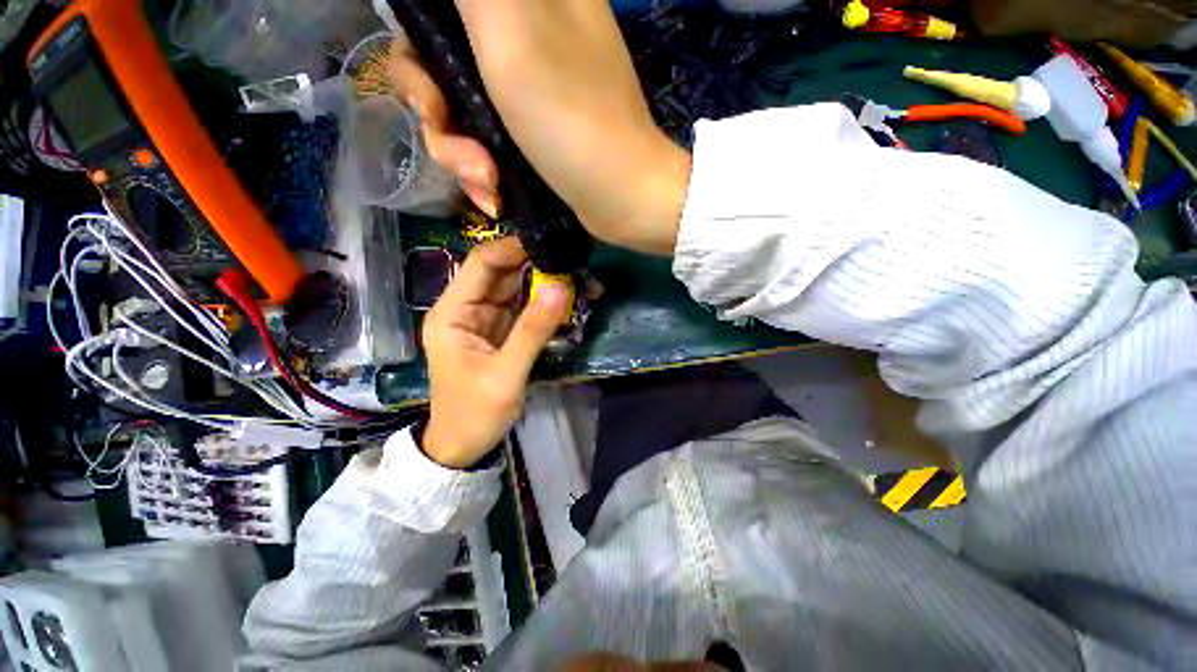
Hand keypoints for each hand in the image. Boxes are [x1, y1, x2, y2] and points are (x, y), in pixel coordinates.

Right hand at [389, 0, 691, 255]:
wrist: (622, 197)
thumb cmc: (571, 118)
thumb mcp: (512, 27)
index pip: (440, 8)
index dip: (419, 44)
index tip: (431, 89)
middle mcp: (523, 36)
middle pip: (440, 61)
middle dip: (437, 115)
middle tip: (462, 151)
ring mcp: (529, 89)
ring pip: (459, 109)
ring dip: (461, 157)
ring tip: (488, 187)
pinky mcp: (533, 133)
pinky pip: (486, 142)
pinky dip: (483, 173)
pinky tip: (495, 197)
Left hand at [421, 237, 568, 468]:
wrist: (464, 445)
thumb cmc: (474, 413)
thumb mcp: (505, 374)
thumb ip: (532, 331)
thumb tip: (560, 289)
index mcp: (452, 313)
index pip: (481, 264)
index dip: (513, 249)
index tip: (549, 243)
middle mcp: (466, 309)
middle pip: (502, 274)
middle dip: (537, 266)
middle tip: (573, 261)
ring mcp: (485, 320)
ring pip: (516, 290)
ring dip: (545, 284)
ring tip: (578, 278)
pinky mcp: (500, 333)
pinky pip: (524, 310)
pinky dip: (545, 305)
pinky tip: (568, 300)